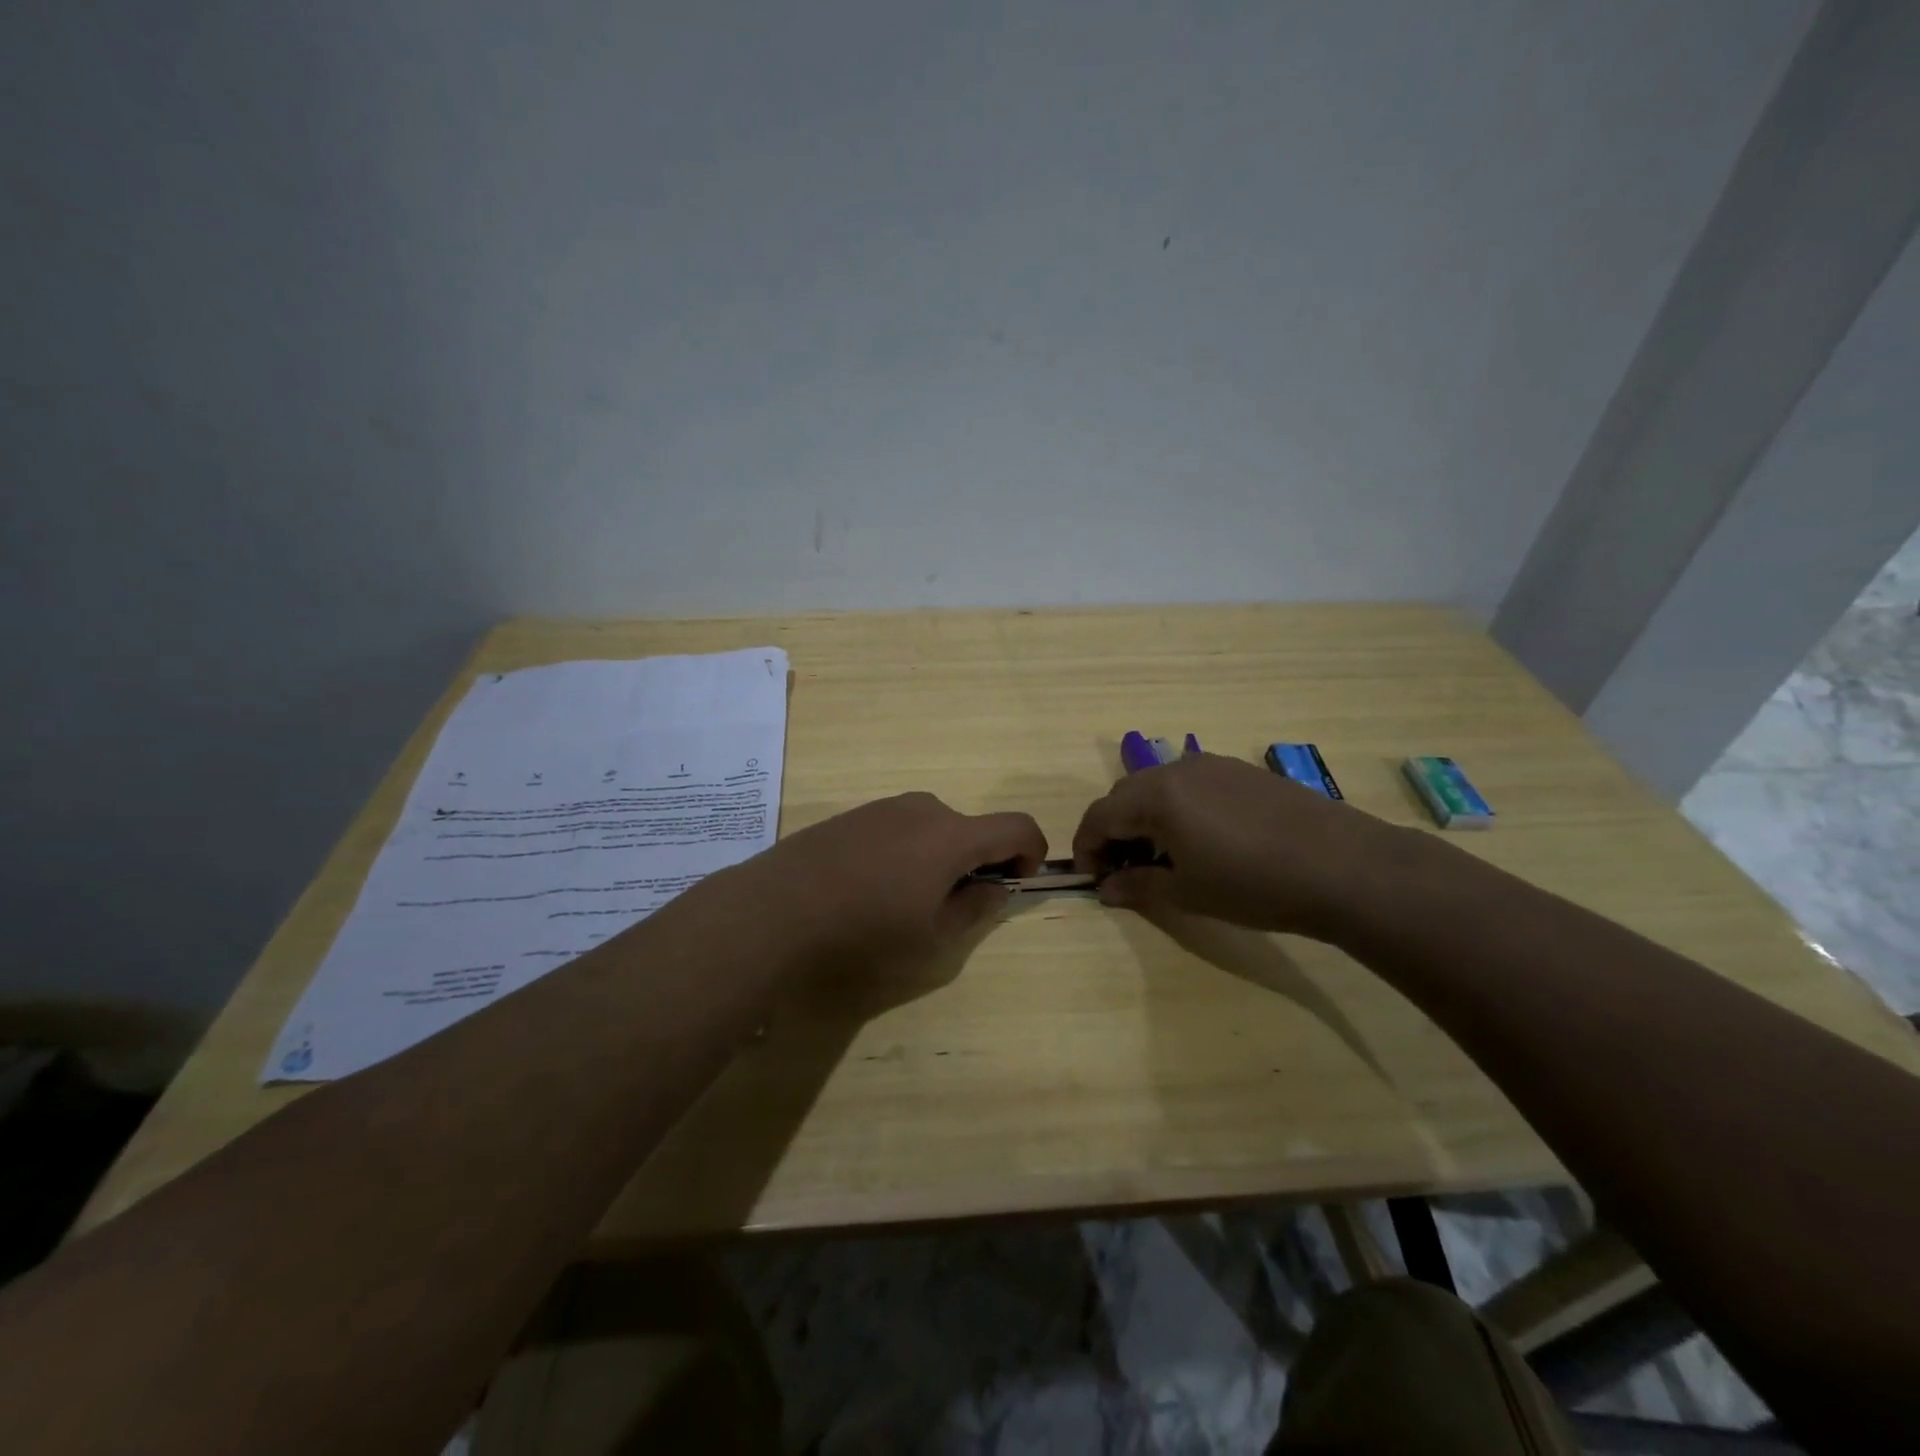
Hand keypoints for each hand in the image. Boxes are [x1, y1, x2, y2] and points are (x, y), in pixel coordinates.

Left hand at [742, 792, 1047, 969]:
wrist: (780, 906)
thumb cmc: (867, 927)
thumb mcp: (933, 935)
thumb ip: (976, 908)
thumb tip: (993, 888)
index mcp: (953, 834)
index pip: (1018, 826)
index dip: (1031, 853)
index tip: (1014, 884)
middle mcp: (925, 808)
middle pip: (973, 828)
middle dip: (978, 862)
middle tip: (952, 905)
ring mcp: (886, 806)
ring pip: (936, 828)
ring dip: (941, 857)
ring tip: (906, 899)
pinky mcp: (856, 814)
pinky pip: (901, 827)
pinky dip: (909, 851)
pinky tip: (872, 885)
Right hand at [1071, 753, 1403, 936]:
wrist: (1343, 867)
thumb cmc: (1253, 885)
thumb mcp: (1188, 893)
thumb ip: (1138, 887)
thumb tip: (1106, 888)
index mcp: (1157, 795)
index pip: (1100, 814)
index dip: (1086, 846)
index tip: (1091, 878)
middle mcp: (1179, 769)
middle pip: (1126, 794)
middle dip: (1114, 830)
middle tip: (1123, 869)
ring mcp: (1215, 765)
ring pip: (1160, 786)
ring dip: (1146, 817)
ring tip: (1163, 856)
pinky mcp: (1244, 771)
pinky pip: (1192, 784)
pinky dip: (1178, 808)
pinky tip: (1203, 840)